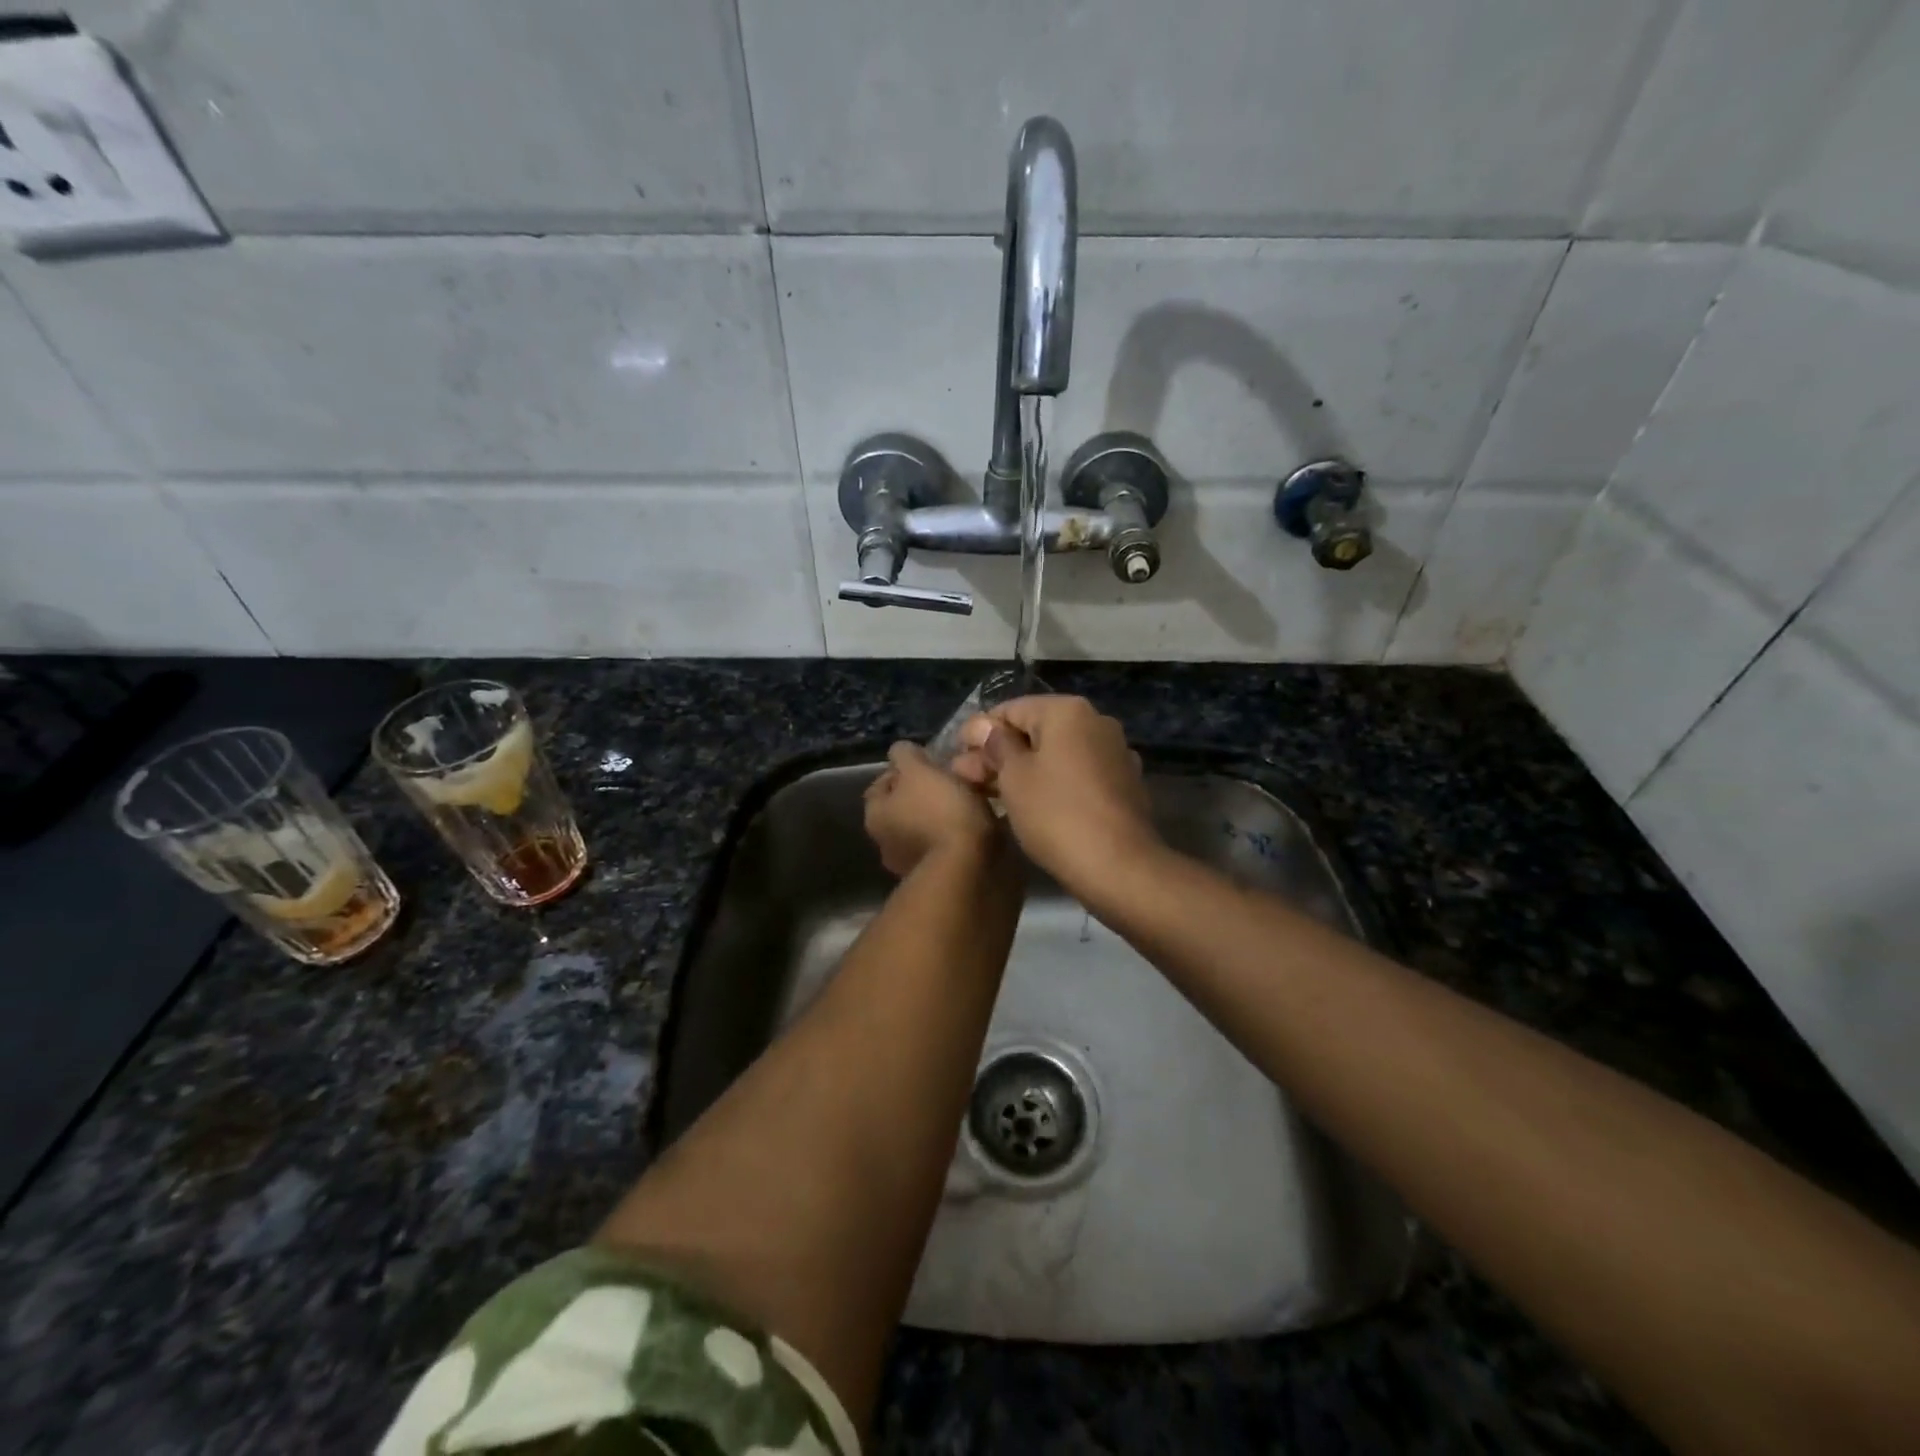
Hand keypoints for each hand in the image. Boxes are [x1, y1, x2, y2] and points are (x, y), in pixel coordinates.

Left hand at [863, 741, 1000, 877]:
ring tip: (970, 800)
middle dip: (924, 793)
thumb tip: (900, 752)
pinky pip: (944, 845)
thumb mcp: (919, 770)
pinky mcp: (937, 876)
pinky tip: (975, 824)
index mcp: (875, 815)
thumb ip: (905, 755)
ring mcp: (909, 864)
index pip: (881, 784)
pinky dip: (955, 834)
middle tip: (951, 778)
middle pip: (903, 806)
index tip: (928, 761)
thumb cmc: (940, 812)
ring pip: (925, 826)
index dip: (902, 769)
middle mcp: (884, 842)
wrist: (968, 868)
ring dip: (942, 814)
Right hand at [950, 696, 1158, 895]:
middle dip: (998, 754)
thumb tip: (982, 726)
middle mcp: (1096, 723)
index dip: (979, 732)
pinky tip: (1028, 806)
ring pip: (1055, 755)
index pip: (1010, 709)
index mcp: (1068, 711)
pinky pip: (1075, 775)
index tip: (956, 757)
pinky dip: (1050, 784)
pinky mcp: (1122, 785)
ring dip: (1021, 771)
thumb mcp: (1014, 777)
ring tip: (988, 795)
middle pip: (1034, 732)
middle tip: (965, 779)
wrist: (1119, 867)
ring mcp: (1113, 754)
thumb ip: (996, 745)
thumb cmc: (1057, 814)